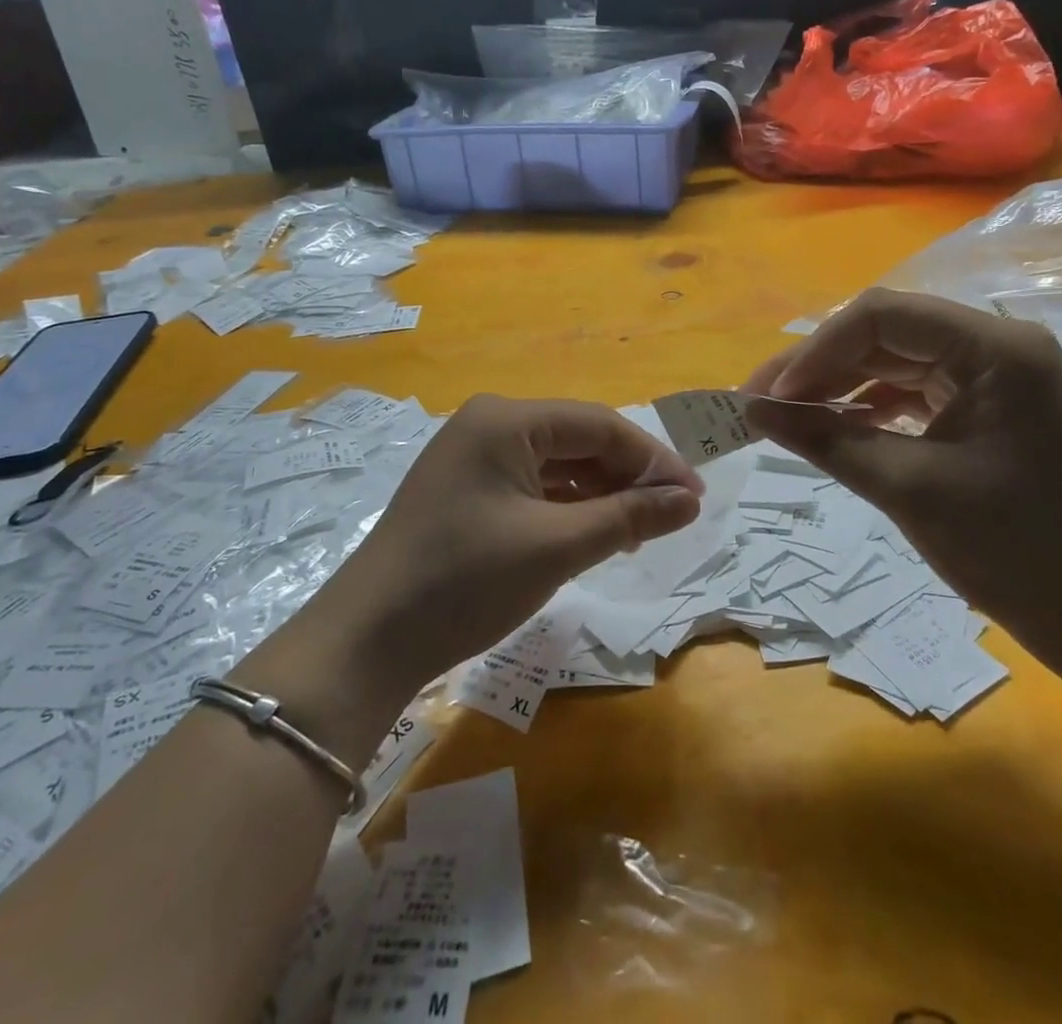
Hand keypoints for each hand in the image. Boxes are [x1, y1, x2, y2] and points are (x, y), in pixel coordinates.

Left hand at [298, 396, 703, 702]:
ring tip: (642, 530)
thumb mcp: (556, 547)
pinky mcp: (466, 491)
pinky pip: (532, 486)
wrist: (367, 641)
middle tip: (674, 517)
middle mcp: (489, 425)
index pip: (599, 425)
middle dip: (628, 477)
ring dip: (601, 494)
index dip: (653, 459)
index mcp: (506, 419)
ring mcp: (473, 457)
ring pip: (557, 465)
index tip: (695, 496)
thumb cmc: (465, 581)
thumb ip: (629, 516)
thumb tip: (690, 500)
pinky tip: (596, 533)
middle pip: (578, 440)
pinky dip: (568, 508)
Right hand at [743, 289, 1061, 680]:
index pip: (884, 316)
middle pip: (886, 332)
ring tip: (785, 414)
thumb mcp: (908, 489)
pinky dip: (867, 404)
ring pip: (893, 359)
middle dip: (819, 365)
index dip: (817, 350)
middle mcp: (997, 345)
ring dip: (837, 383)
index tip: (770, 397)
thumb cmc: (1015, 551)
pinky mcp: (985, 403)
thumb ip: (825, 440)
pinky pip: (911, 387)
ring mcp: (994, 374)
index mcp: (997, 348)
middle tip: (761, 404)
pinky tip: (832, 424)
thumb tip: (751, 411)